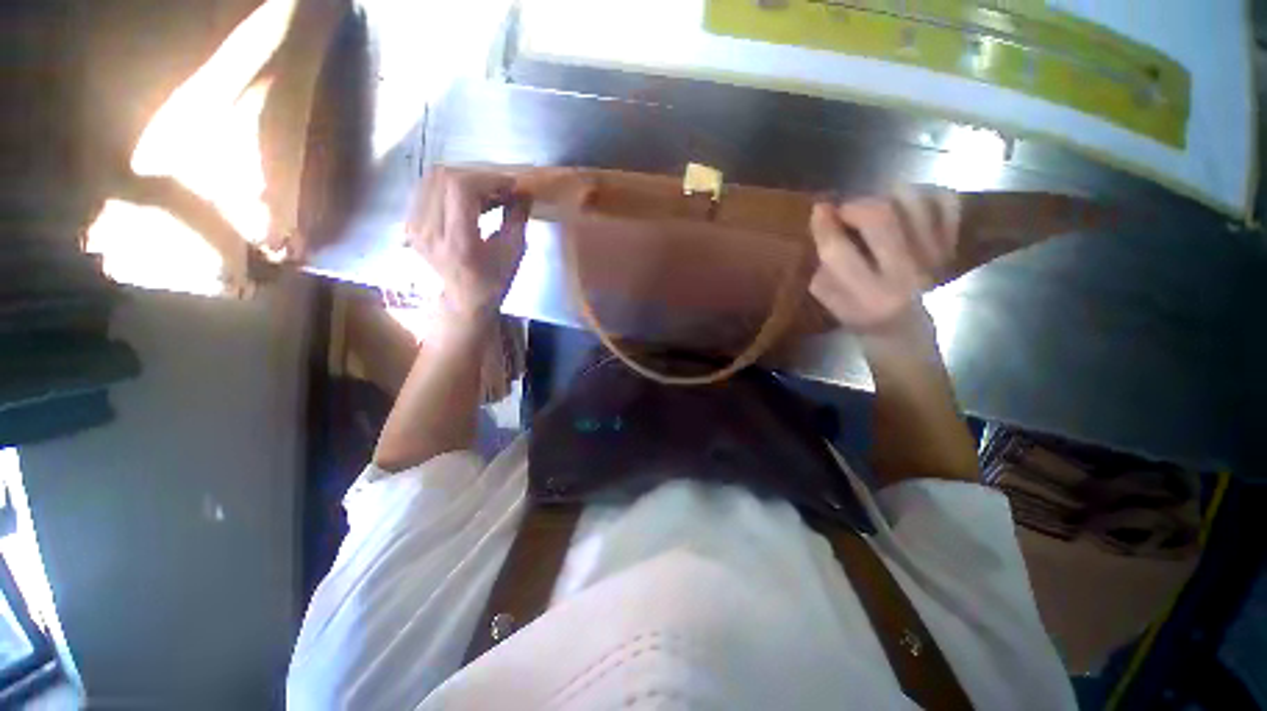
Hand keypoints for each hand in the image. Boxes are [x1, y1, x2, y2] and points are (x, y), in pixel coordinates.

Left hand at [407, 166, 530, 319]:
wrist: (466, 298)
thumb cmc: (495, 279)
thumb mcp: (514, 251)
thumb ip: (518, 217)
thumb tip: (524, 190)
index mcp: (457, 242)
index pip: (460, 188)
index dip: (487, 178)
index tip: (509, 184)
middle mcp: (429, 231)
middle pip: (445, 177)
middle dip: (478, 176)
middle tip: (500, 187)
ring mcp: (414, 226)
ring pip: (433, 178)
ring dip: (464, 178)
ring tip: (486, 192)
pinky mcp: (409, 222)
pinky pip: (427, 188)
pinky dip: (450, 186)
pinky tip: (469, 198)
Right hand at [808, 186, 959, 331]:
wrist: (903, 331)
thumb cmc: (858, 317)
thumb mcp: (829, 300)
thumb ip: (821, 267)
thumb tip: (821, 222)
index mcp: (867, 295)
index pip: (838, 251)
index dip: (824, 226)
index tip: (818, 209)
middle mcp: (904, 275)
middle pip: (880, 218)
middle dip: (856, 205)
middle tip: (847, 211)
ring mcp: (933, 259)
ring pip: (913, 202)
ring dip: (887, 197)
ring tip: (876, 209)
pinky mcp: (951, 247)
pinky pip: (944, 202)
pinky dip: (924, 194)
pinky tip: (906, 207)